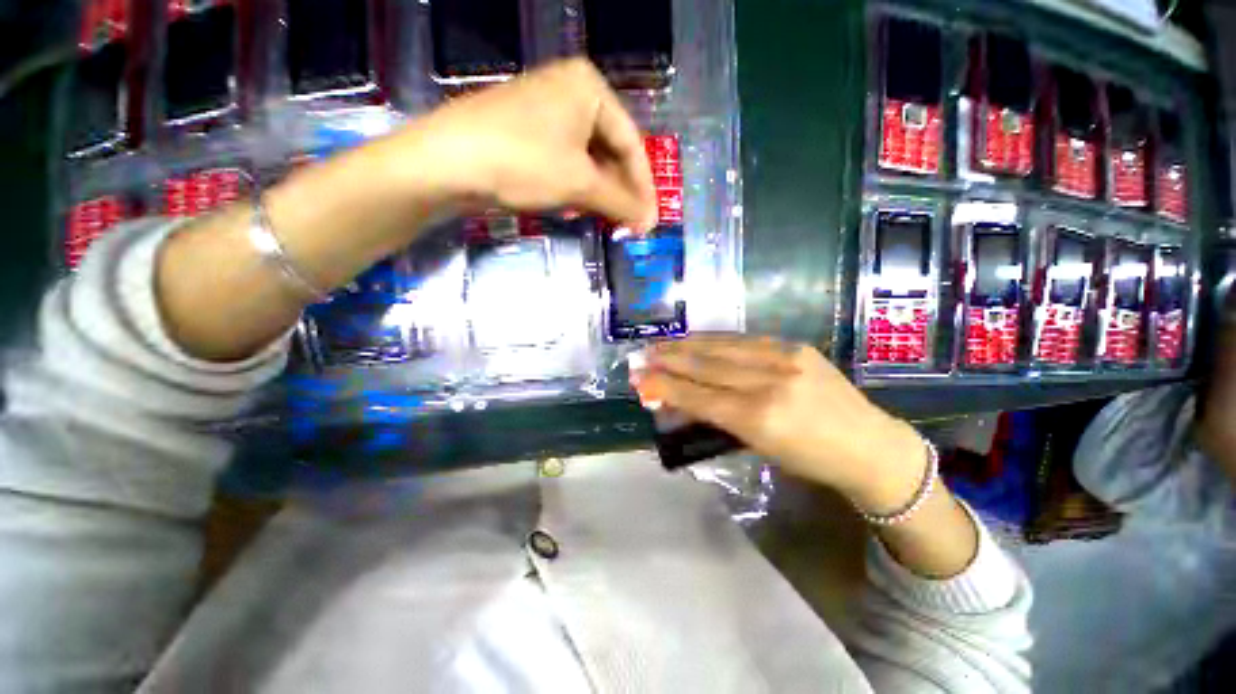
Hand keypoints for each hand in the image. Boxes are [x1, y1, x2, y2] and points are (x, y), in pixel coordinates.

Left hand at [158, 59, 654, 361]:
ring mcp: (536, 122)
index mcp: (573, 88)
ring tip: (613, 223)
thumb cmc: (486, 165)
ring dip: (603, 193)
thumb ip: (609, 194)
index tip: (650, 221)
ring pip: (588, 160)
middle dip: (626, 187)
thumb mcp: (561, 178)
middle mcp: (556, 97)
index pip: (628, 135)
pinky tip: (579, 210)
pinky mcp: (517, 147)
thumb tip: (642, 218)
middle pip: (611, 147)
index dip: (643, 179)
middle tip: (636, 227)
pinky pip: (566, 169)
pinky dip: (580, 192)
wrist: (415, 172)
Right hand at [635, 335, 928, 512]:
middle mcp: (770, 383)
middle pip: (705, 366)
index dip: (665, 385)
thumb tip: (678, 399)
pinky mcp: (794, 345)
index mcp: (760, 419)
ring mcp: (785, 358)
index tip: (639, 378)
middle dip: (668, 360)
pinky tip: (696, 340)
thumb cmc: (809, 459)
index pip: (699, 396)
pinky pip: (743, 340)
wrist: (870, 444)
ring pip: (721, 346)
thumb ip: (716, 418)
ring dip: (686, 345)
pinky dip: (713, 341)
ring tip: (660, 345)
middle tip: (641, 356)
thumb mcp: (757, 446)